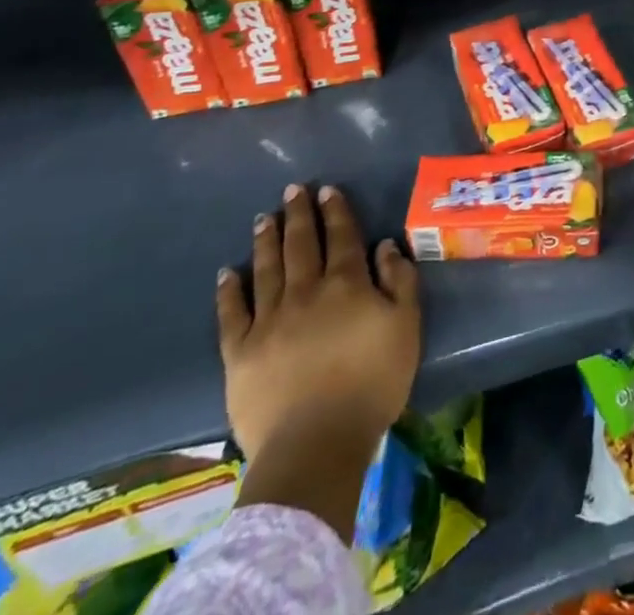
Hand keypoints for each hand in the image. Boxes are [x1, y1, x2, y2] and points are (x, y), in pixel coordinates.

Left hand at [217, 184, 420, 466]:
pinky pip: (232, 314)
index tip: (327, 190)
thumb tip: (385, 246)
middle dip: (299, 215)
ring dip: (267, 241)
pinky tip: (227, 273)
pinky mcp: (240, 353)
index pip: (342, 237)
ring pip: (267, 269)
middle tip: (292, 190)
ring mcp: (269, 321)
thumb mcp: (406, 327)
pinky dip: (229, 291)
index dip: (336, 211)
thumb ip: (400, 282)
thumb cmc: (372, 383)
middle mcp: (306, 292)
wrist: (316, 444)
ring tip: (264, 219)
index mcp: (347, 284)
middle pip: (302, 244)